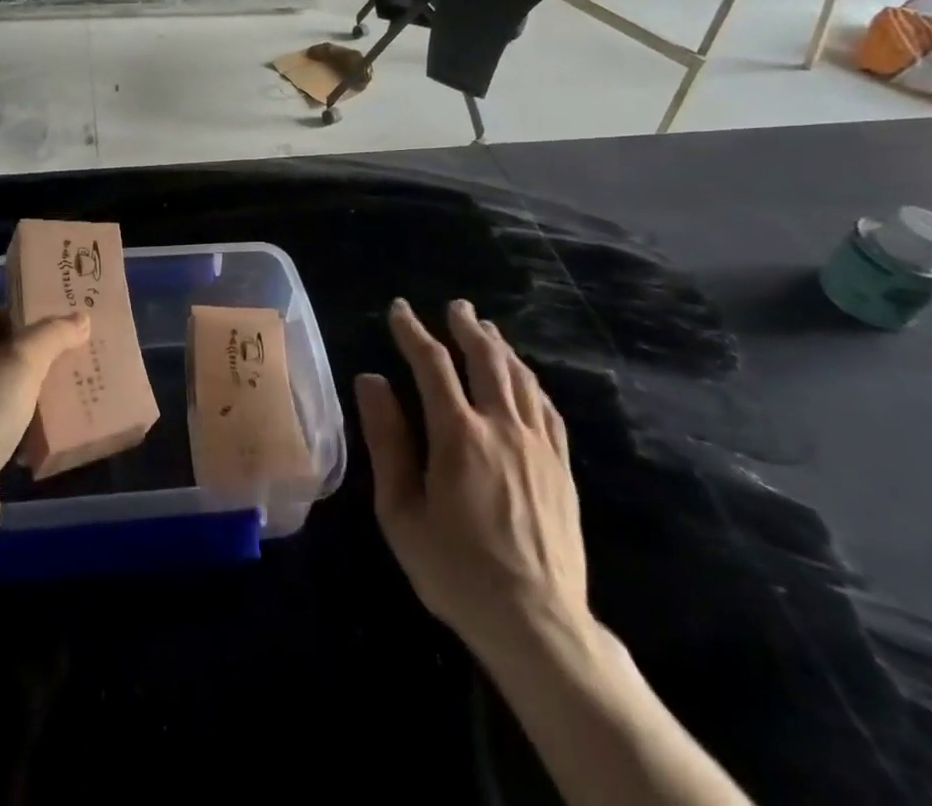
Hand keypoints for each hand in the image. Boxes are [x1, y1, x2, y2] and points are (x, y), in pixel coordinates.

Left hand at [0, 310, 90, 569]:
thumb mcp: (19, 364)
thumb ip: (51, 336)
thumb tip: (81, 317)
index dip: (20, 319)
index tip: (58, 323)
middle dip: (30, 360)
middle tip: (72, 353)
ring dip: (28, 397)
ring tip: (71, 389)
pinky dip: (22, 433)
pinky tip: (52, 434)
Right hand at [355, 298, 590, 670]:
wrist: (538, 625)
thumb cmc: (456, 571)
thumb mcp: (401, 511)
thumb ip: (386, 440)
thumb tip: (370, 381)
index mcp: (458, 435)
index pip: (432, 364)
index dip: (413, 332)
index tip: (399, 310)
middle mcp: (501, 427)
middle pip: (485, 359)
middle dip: (466, 327)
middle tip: (455, 306)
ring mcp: (538, 446)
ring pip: (520, 378)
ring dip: (500, 347)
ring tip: (486, 329)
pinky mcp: (561, 468)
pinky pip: (548, 410)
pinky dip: (531, 383)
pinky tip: (525, 379)